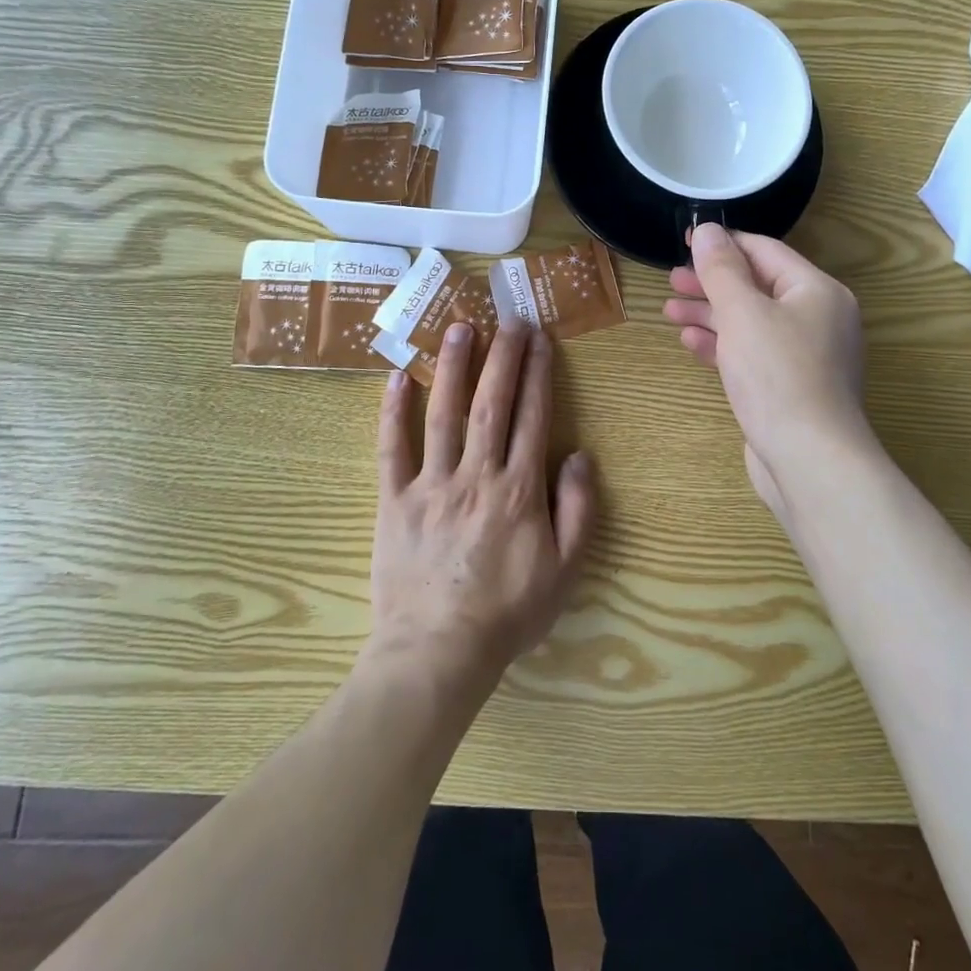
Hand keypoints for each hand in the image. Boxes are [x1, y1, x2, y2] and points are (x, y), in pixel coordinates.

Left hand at [367, 321, 596, 700]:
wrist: (438, 652)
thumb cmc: (508, 613)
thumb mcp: (565, 571)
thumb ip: (578, 509)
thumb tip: (579, 454)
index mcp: (519, 490)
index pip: (532, 417)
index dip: (537, 373)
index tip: (540, 339)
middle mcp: (476, 475)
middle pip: (490, 403)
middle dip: (502, 356)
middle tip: (508, 318)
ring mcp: (431, 484)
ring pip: (442, 414)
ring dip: (452, 367)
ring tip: (459, 327)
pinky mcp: (394, 500)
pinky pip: (391, 448)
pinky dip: (392, 411)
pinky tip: (396, 377)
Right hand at [662, 224, 871, 519]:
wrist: (809, 460)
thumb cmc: (778, 376)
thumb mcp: (743, 313)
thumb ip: (722, 269)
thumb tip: (707, 230)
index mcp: (817, 291)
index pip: (765, 251)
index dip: (723, 244)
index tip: (684, 241)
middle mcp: (817, 317)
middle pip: (757, 286)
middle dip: (712, 283)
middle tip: (671, 280)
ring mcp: (805, 355)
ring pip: (751, 321)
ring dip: (711, 314)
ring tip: (670, 310)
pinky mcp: (790, 386)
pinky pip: (753, 353)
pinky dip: (723, 344)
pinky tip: (691, 342)